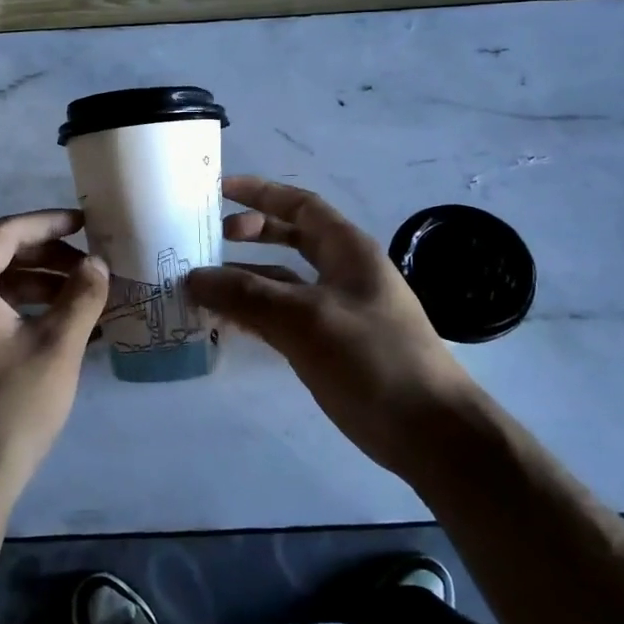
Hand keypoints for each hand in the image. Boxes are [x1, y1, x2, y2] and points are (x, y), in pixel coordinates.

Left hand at [0, 210, 110, 512]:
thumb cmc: (11, 408)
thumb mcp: (57, 347)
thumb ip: (81, 297)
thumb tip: (97, 264)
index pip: (5, 233)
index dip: (47, 223)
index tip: (86, 225)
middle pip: (0, 257)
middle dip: (49, 256)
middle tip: (91, 266)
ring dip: (42, 286)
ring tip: (86, 297)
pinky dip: (28, 312)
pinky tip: (65, 329)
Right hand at [186, 176, 472, 475]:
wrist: (429, 433)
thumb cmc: (373, 360)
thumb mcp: (305, 319)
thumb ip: (247, 295)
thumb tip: (194, 276)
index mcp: (347, 251)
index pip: (300, 205)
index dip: (260, 193)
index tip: (218, 191)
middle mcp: (342, 273)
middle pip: (290, 239)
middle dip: (250, 234)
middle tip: (208, 241)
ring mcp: (336, 311)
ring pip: (282, 282)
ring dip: (244, 280)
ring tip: (201, 285)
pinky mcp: (329, 346)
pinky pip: (282, 318)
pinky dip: (253, 314)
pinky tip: (224, 323)